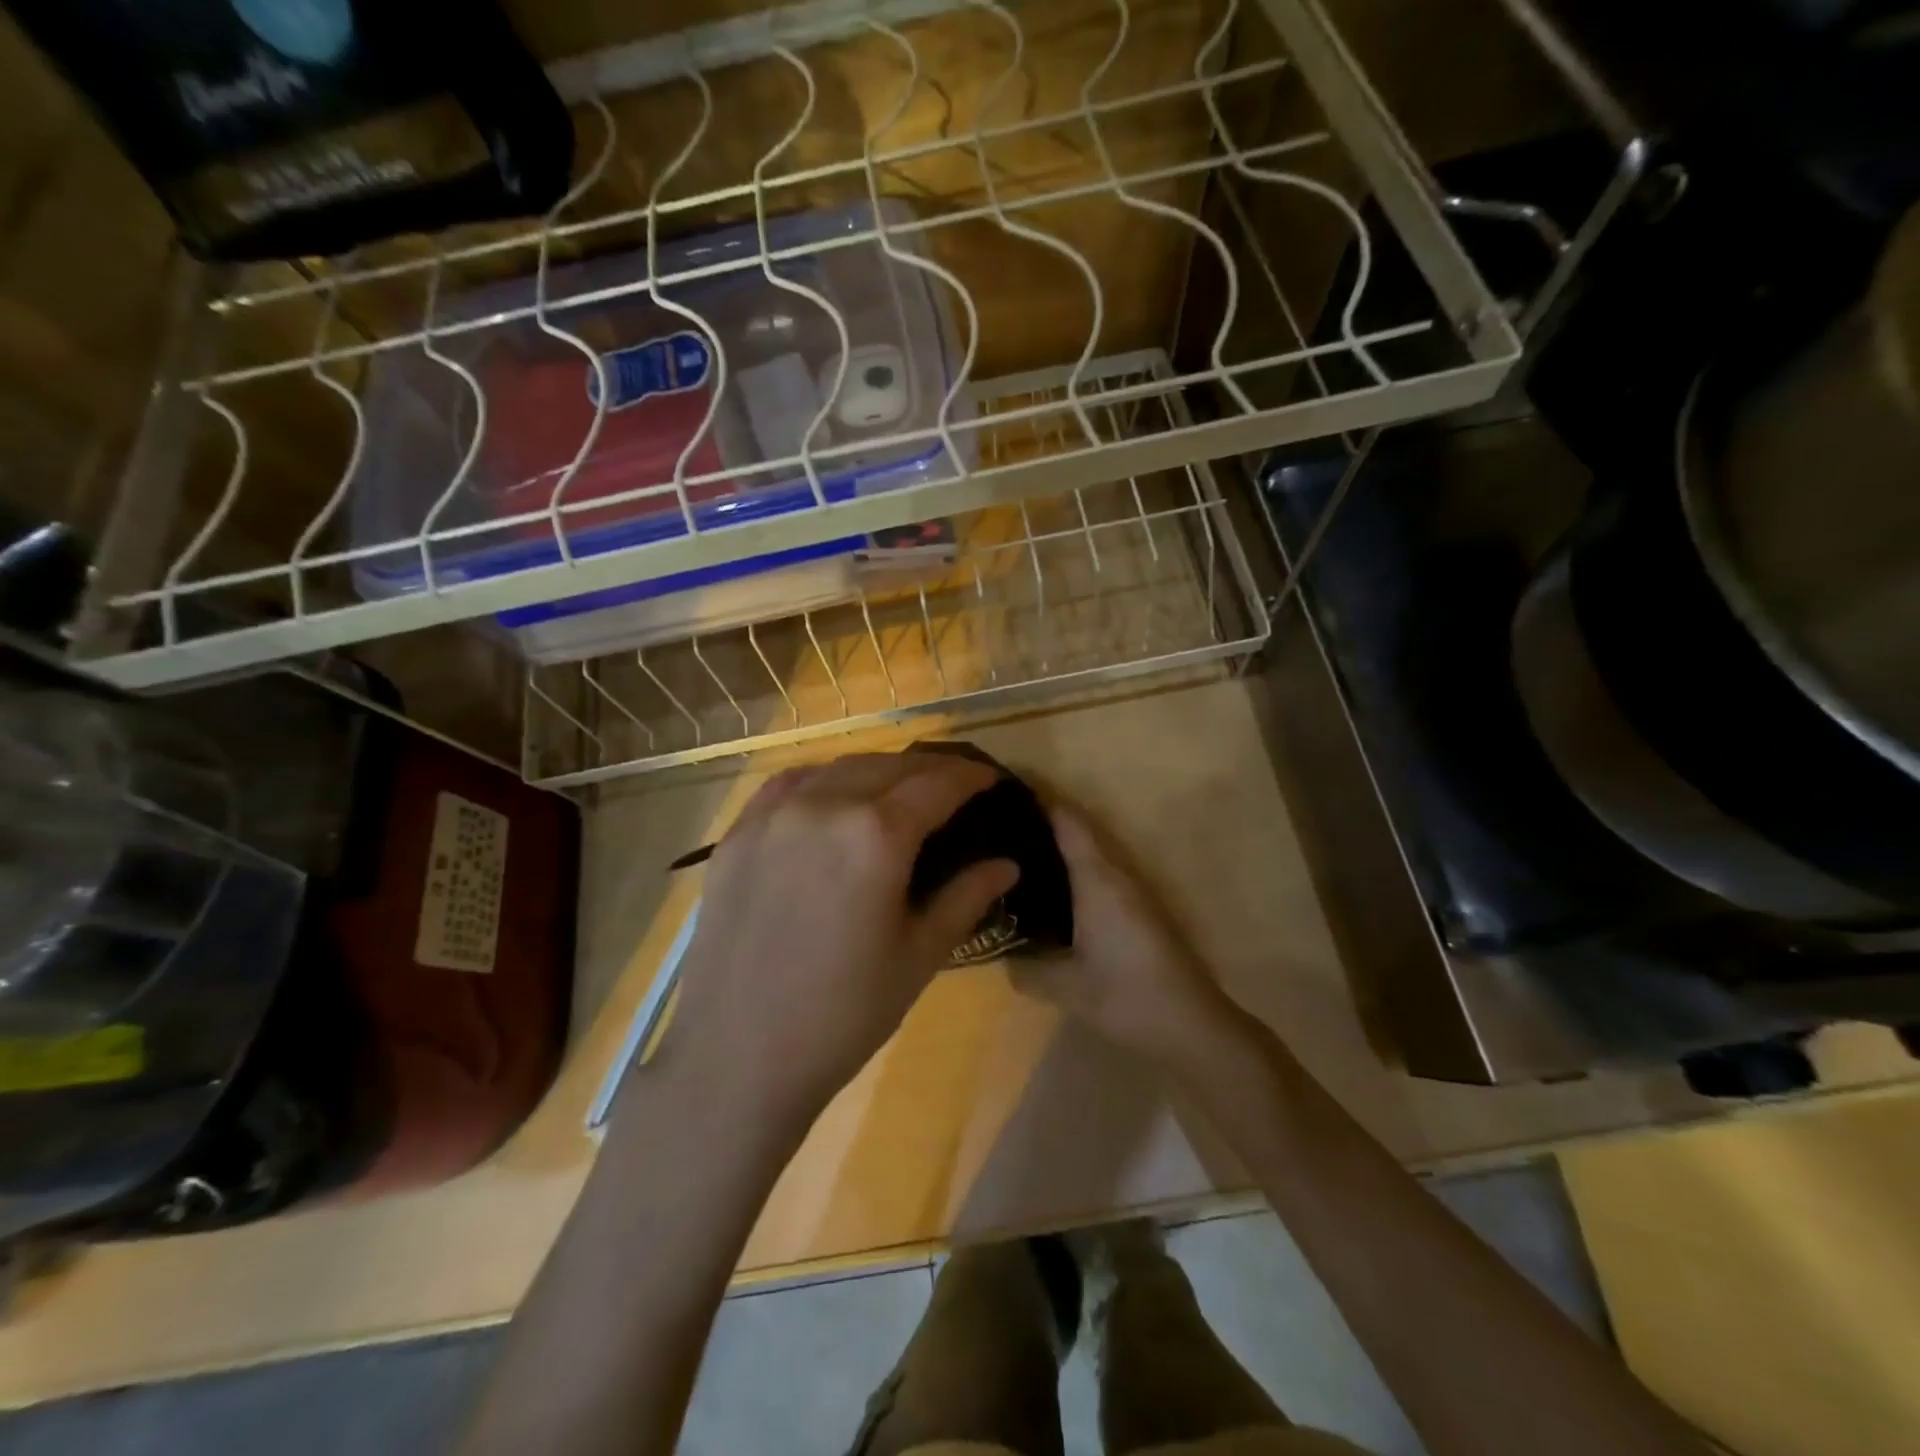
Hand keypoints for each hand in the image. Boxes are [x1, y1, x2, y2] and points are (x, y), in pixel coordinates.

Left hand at [666, 752, 1019, 1127]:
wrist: (736, 1056)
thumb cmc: (844, 1014)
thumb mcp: (919, 956)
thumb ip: (966, 898)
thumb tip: (1007, 864)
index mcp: (876, 835)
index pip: (937, 784)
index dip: (970, 777)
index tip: (990, 779)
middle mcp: (824, 805)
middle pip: (889, 765)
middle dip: (928, 769)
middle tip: (952, 786)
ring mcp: (773, 815)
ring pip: (838, 768)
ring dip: (878, 771)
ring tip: (898, 790)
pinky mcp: (737, 834)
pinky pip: (788, 785)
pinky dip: (823, 780)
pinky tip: (832, 798)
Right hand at [1010, 802, 1242, 1068]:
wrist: (1193, 1025)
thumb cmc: (1129, 996)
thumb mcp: (1067, 988)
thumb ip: (1027, 969)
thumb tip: (1001, 957)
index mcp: (1097, 879)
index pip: (1067, 821)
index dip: (1038, 797)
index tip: (1003, 786)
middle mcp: (1116, 874)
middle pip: (1077, 829)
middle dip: (1040, 818)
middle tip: (995, 820)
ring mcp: (1131, 890)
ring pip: (1088, 851)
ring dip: (1056, 843)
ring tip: (1013, 849)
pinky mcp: (1137, 909)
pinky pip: (1096, 872)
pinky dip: (1069, 867)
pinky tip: (1047, 889)